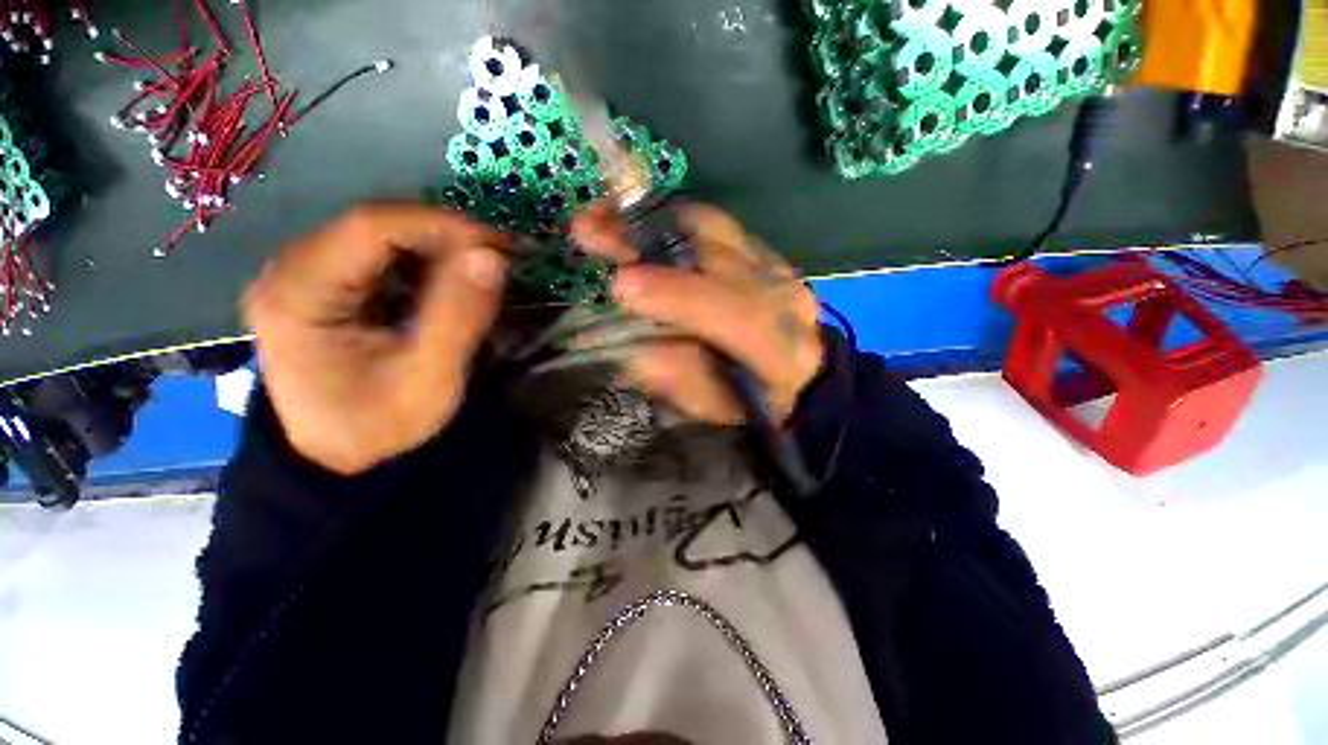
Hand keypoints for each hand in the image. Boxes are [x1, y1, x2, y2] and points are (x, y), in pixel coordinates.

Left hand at [244, 204, 508, 474]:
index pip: (369, 227)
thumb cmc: (378, 423)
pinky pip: (377, 252)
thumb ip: (459, 316)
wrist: (337, 454)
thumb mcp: (429, 377)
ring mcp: (301, 273)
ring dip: (437, 246)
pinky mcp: (320, 282)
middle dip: (444, 235)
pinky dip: (422, 260)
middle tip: (498, 258)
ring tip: (481, 270)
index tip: (497, 245)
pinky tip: (449, 281)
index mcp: (298, 294)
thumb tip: (492, 257)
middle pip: (373, 224)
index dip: (440, 225)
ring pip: (378, 233)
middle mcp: (288, 270)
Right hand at [571, 203, 822, 424]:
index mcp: (783, 351)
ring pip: (717, 229)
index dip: (677, 295)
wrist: (803, 379)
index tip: (620, 284)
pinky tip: (640, 227)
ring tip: (608, 217)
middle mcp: (787, 298)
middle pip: (720, 254)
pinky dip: (674, 225)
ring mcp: (779, 268)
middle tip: (591, 229)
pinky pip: (719, 227)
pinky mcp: (767, 254)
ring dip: (655, 221)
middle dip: (649, 240)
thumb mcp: (715, 406)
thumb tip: (630, 347)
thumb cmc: (756, 404)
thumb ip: (677, 377)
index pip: (735, 313)